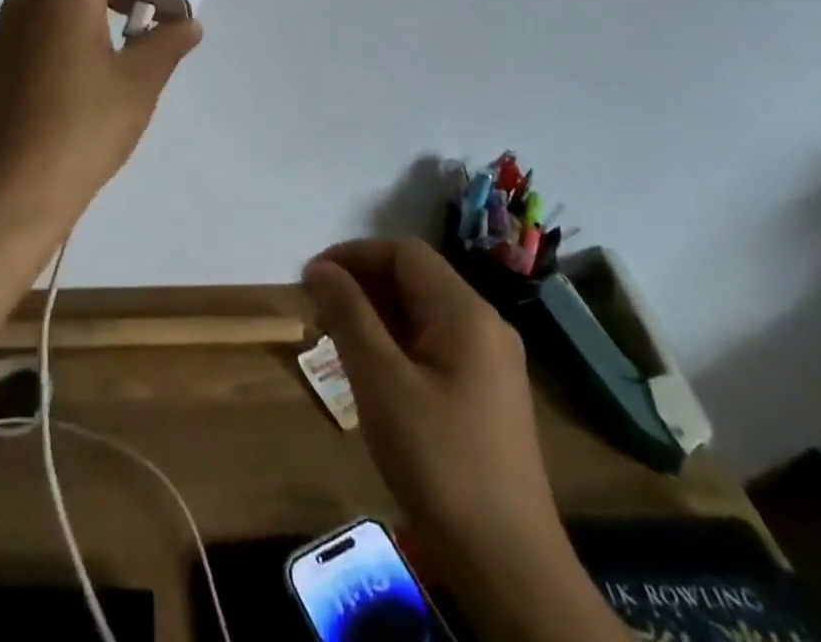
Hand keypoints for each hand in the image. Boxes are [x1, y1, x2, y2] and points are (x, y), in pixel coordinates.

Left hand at [0, 0, 201, 232]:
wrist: (9, 189)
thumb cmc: (81, 130)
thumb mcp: (137, 87)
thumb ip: (164, 46)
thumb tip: (187, 24)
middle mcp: (30, 1)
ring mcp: (9, 29)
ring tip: (119, 14)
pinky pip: (37, 13)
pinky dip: (65, 11)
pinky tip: (87, 44)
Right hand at [303, 239, 563, 567]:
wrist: (509, 567)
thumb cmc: (438, 461)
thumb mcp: (381, 381)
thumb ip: (348, 314)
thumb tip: (319, 267)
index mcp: (466, 312)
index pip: (403, 253)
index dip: (354, 255)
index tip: (311, 279)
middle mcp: (484, 325)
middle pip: (414, 279)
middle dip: (361, 285)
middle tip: (316, 312)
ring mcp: (490, 362)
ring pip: (422, 313)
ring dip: (375, 314)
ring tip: (334, 340)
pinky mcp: (486, 394)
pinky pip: (434, 344)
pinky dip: (396, 343)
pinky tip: (370, 373)